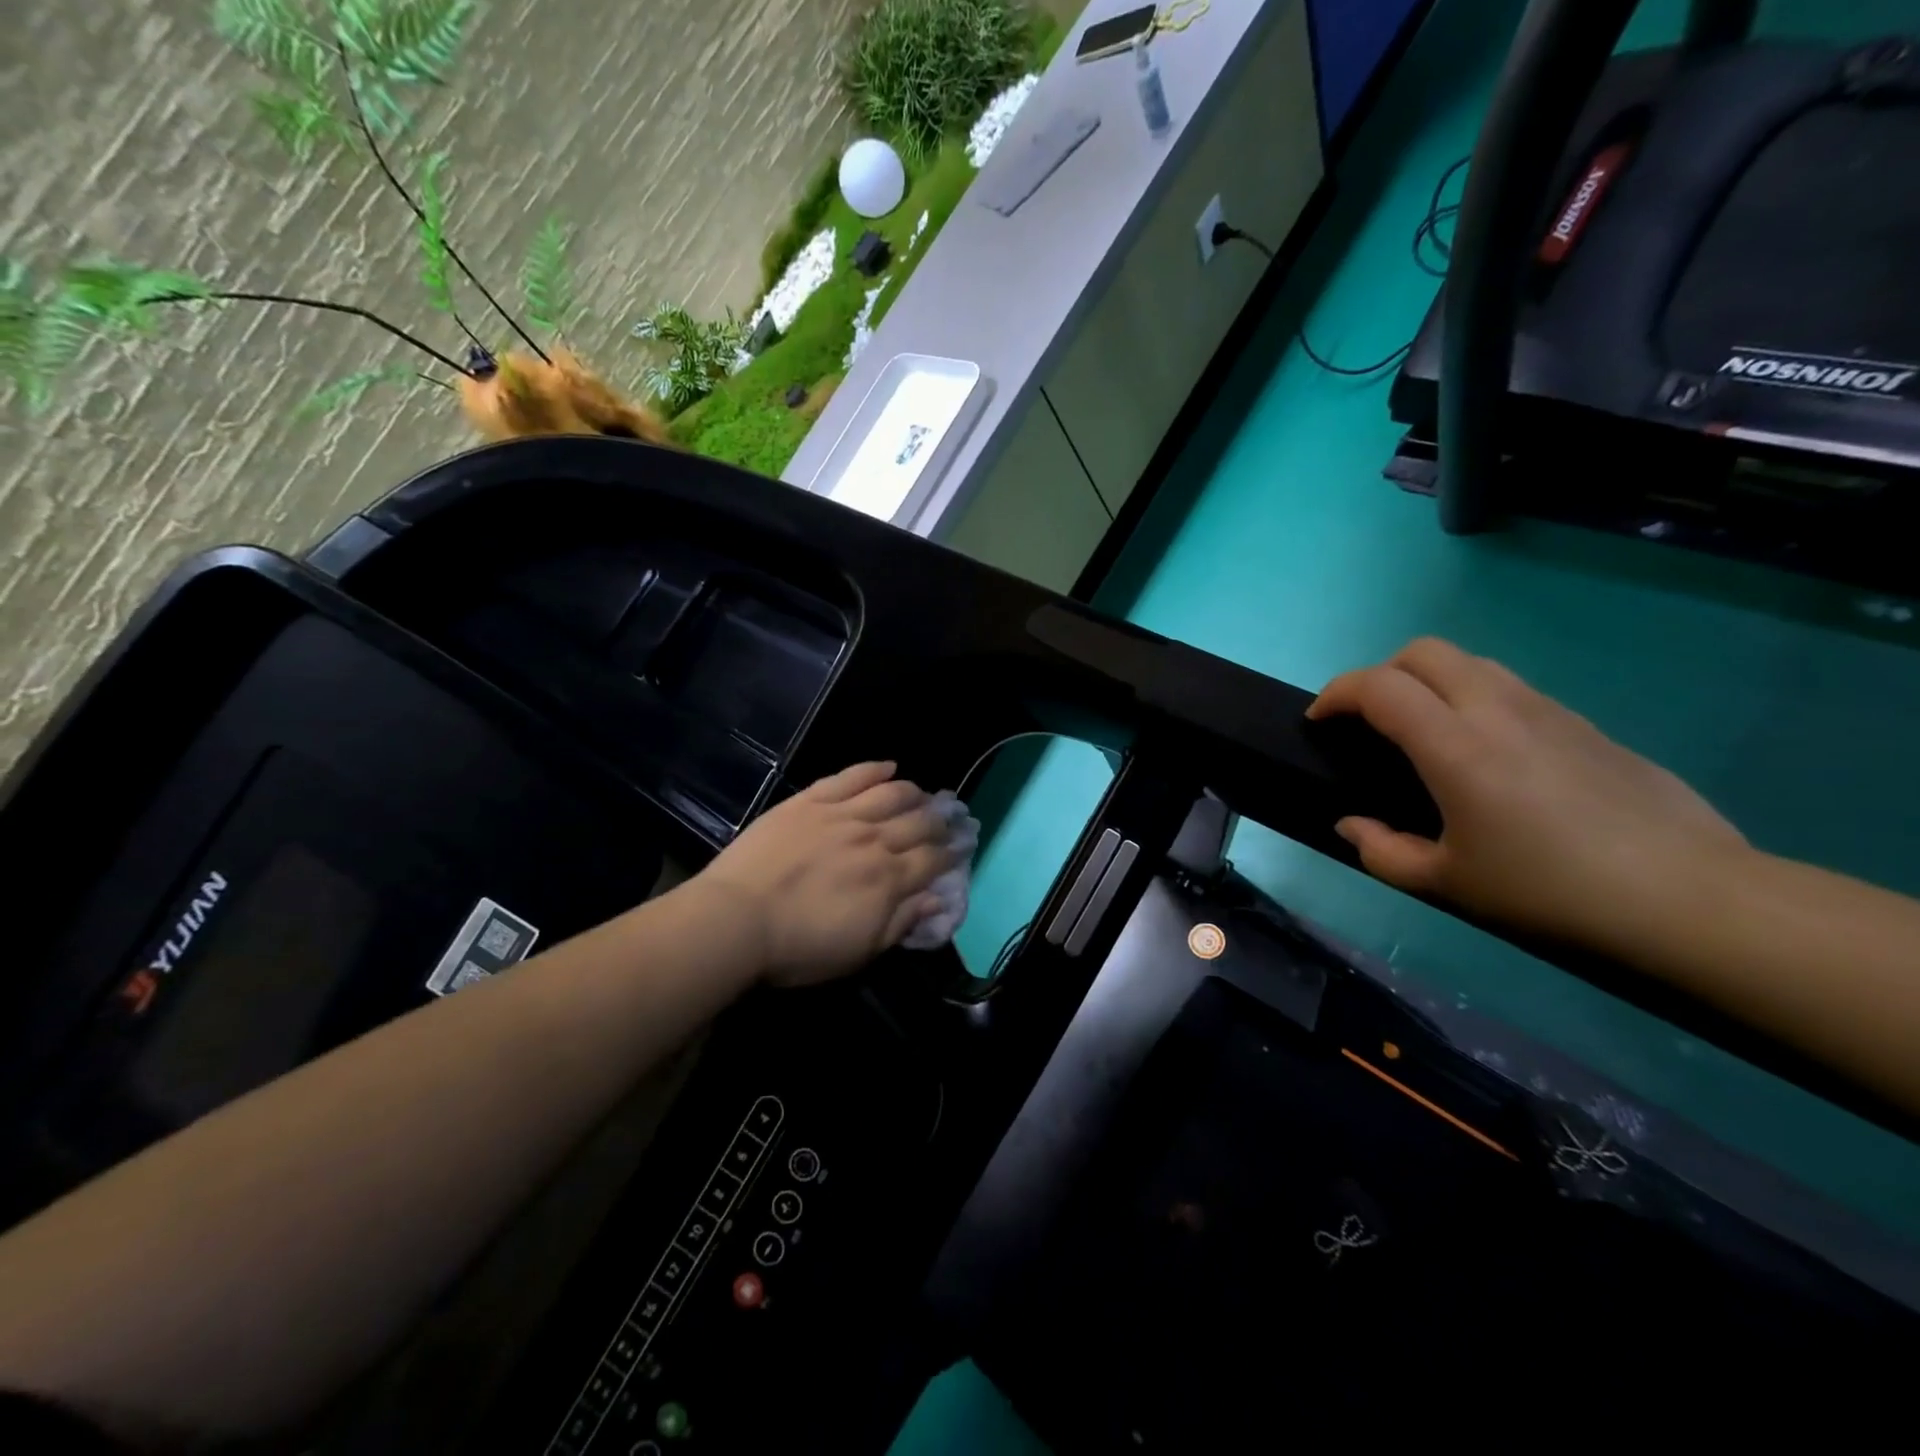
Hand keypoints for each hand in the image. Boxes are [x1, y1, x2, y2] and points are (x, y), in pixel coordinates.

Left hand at [697, 762, 956, 986]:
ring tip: (923, 793)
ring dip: (913, 792)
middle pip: (918, 822)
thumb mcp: (859, 951)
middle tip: (950, 817)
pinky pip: (850, 777)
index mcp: (888, 879)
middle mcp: (874, 840)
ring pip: (891, 794)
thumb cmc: (799, 947)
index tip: (962, 846)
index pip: (932, 859)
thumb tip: (938, 899)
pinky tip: (889, 766)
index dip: (951, 852)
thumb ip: (901, 922)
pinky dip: (873, 768)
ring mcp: (841, 815)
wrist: (736, 920)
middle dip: (940, 820)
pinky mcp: (811, 801)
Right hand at [1307, 639, 1748, 948]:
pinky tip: (1485, 754)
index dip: (1336, 694)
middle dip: (1380, 674)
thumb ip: (1382, 850)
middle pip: (1424, 652)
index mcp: (1455, 745)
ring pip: (1471, 663)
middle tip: (1368, 719)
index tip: (1319, 721)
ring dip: (1429, 682)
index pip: (1378, 686)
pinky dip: (1474, 700)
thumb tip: (1352, 825)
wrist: (1689, 897)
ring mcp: (1548, 710)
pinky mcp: (1586, 725)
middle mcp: (1497, 709)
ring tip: (1422, 732)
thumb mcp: (1446, 883)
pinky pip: (1511, 689)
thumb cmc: (1550, 891)